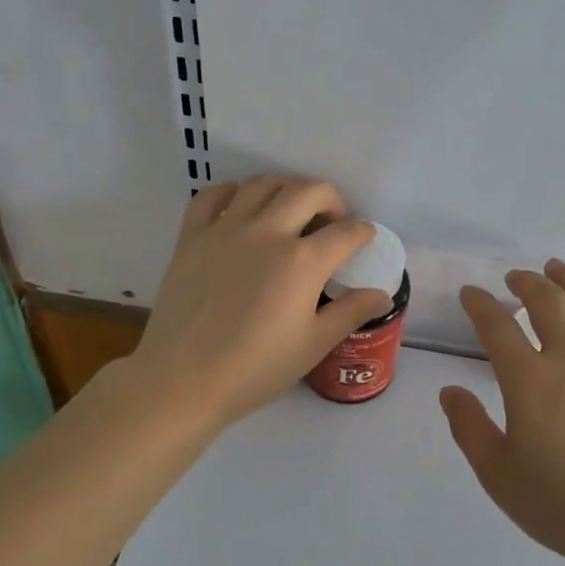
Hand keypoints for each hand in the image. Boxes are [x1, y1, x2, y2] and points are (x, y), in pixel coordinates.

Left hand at [127, 177, 396, 427]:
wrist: (183, 381)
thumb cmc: (255, 369)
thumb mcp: (313, 345)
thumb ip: (350, 312)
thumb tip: (382, 295)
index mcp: (303, 261)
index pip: (346, 232)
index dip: (362, 232)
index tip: (363, 239)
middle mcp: (268, 232)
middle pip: (309, 191)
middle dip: (331, 201)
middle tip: (331, 223)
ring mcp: (226, 229)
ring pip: (264, 184)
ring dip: (286, 189)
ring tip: (290, 210)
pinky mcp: (192, 236)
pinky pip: (213, 195)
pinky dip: (232, 192)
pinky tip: (241, 208)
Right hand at [440, 260, 564, 565]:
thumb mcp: (500, 476)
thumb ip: (470, 428)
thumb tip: (451, 392)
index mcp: (529, 379)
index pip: (497, 324)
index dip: (479, 303)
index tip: (470, 294)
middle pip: (546, 299)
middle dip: (525, 281)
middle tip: (514, 278)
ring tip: (555, 269)